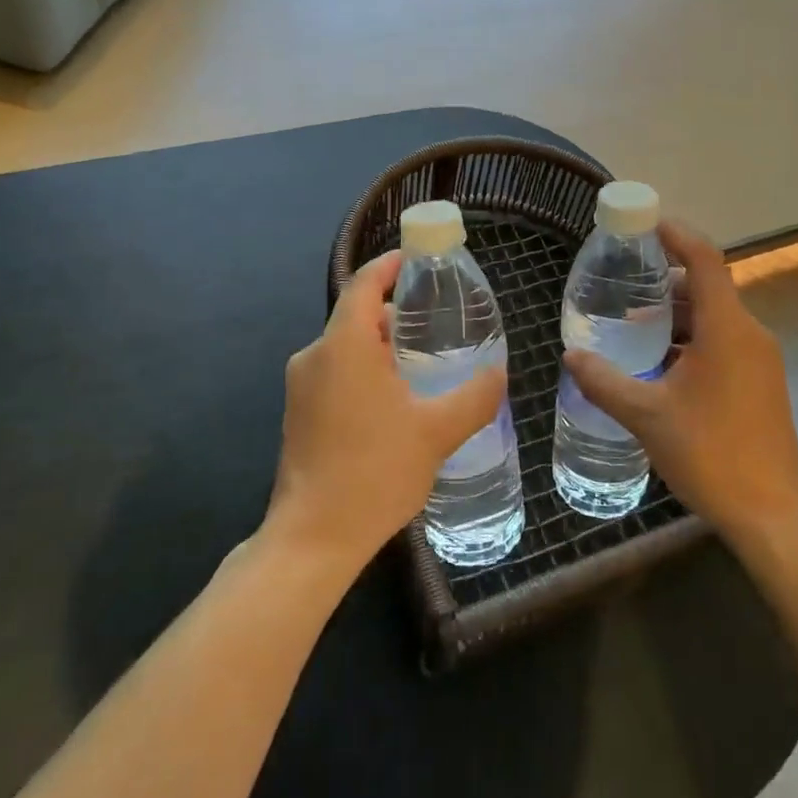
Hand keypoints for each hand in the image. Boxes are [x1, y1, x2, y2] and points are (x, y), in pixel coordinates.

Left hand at [266, 251, 505, 573]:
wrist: (314, 538)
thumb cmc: (375, 473)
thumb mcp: (437, 432)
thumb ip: (475, 396)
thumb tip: (500, 372)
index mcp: (344, 345)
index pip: (364, 283)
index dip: (390, 265)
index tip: (418, 260)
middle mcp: (315, 355)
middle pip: (357, 315)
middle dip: (395, 314)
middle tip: (436, 324)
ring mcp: (301, 385)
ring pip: (345, 346)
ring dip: (381, 346)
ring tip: (422, 364)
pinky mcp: (298, 412)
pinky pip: (334, 372)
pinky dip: (364, 370)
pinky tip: (394, 400)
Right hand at [563, 221, 797, 550]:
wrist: (772, 512)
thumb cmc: (710, 453)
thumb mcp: (647, 415)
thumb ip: (605, 381)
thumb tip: (571, 356)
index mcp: (727, 329)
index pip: (705, 260)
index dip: (677, 235)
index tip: (647, 224)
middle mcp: (749, 333)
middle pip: (707, 287)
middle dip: (666, 282)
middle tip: (624, 285)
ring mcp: (760, 358)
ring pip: (715, 317)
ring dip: (677, 315)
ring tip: (633, 327)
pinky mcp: (761, 381)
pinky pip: (724, 342)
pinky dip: (692, 339)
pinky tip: (660, 364)